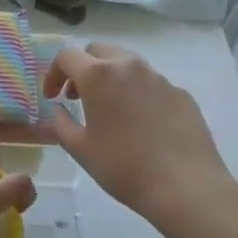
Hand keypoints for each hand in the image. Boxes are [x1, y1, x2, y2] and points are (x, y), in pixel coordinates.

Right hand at [44, 43, 234, 223]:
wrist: (185, 187)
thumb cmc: (123, 167)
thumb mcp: (79, 149)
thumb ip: (60, 123)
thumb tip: (59, 110)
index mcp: (99, 76)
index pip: (67, 56)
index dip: (53, 74)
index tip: (52, 97)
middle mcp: (130, 67)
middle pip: (98, 51)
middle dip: (82, 68)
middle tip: (77, 97)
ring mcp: (160, 78)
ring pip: (127, 64)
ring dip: (110, 78)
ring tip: (108, 110)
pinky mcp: (181, 94)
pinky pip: (151, 84)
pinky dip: (136, 93)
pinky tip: (139, 124)